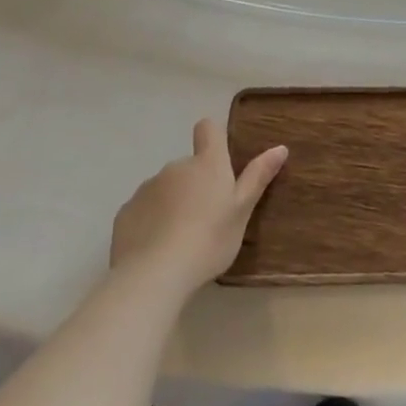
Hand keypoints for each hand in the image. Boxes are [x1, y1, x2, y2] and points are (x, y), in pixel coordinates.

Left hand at [110, 119, 287, 296]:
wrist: (154, 274)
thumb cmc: (209, 239)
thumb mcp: (242, 211)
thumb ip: (258, 177)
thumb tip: (280, 147)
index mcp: (207, 164)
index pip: (208, 130)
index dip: (213, 137)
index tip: (220, 159)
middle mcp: (175, 167)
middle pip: (188, 166)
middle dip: (196, 184)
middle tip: (207, 218)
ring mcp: (147, 189)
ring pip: (165, 188)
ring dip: (173, 202)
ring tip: (181, 238)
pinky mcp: (125, 212)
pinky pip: (144, 209)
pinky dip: (151, 221)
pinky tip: (157, 248)